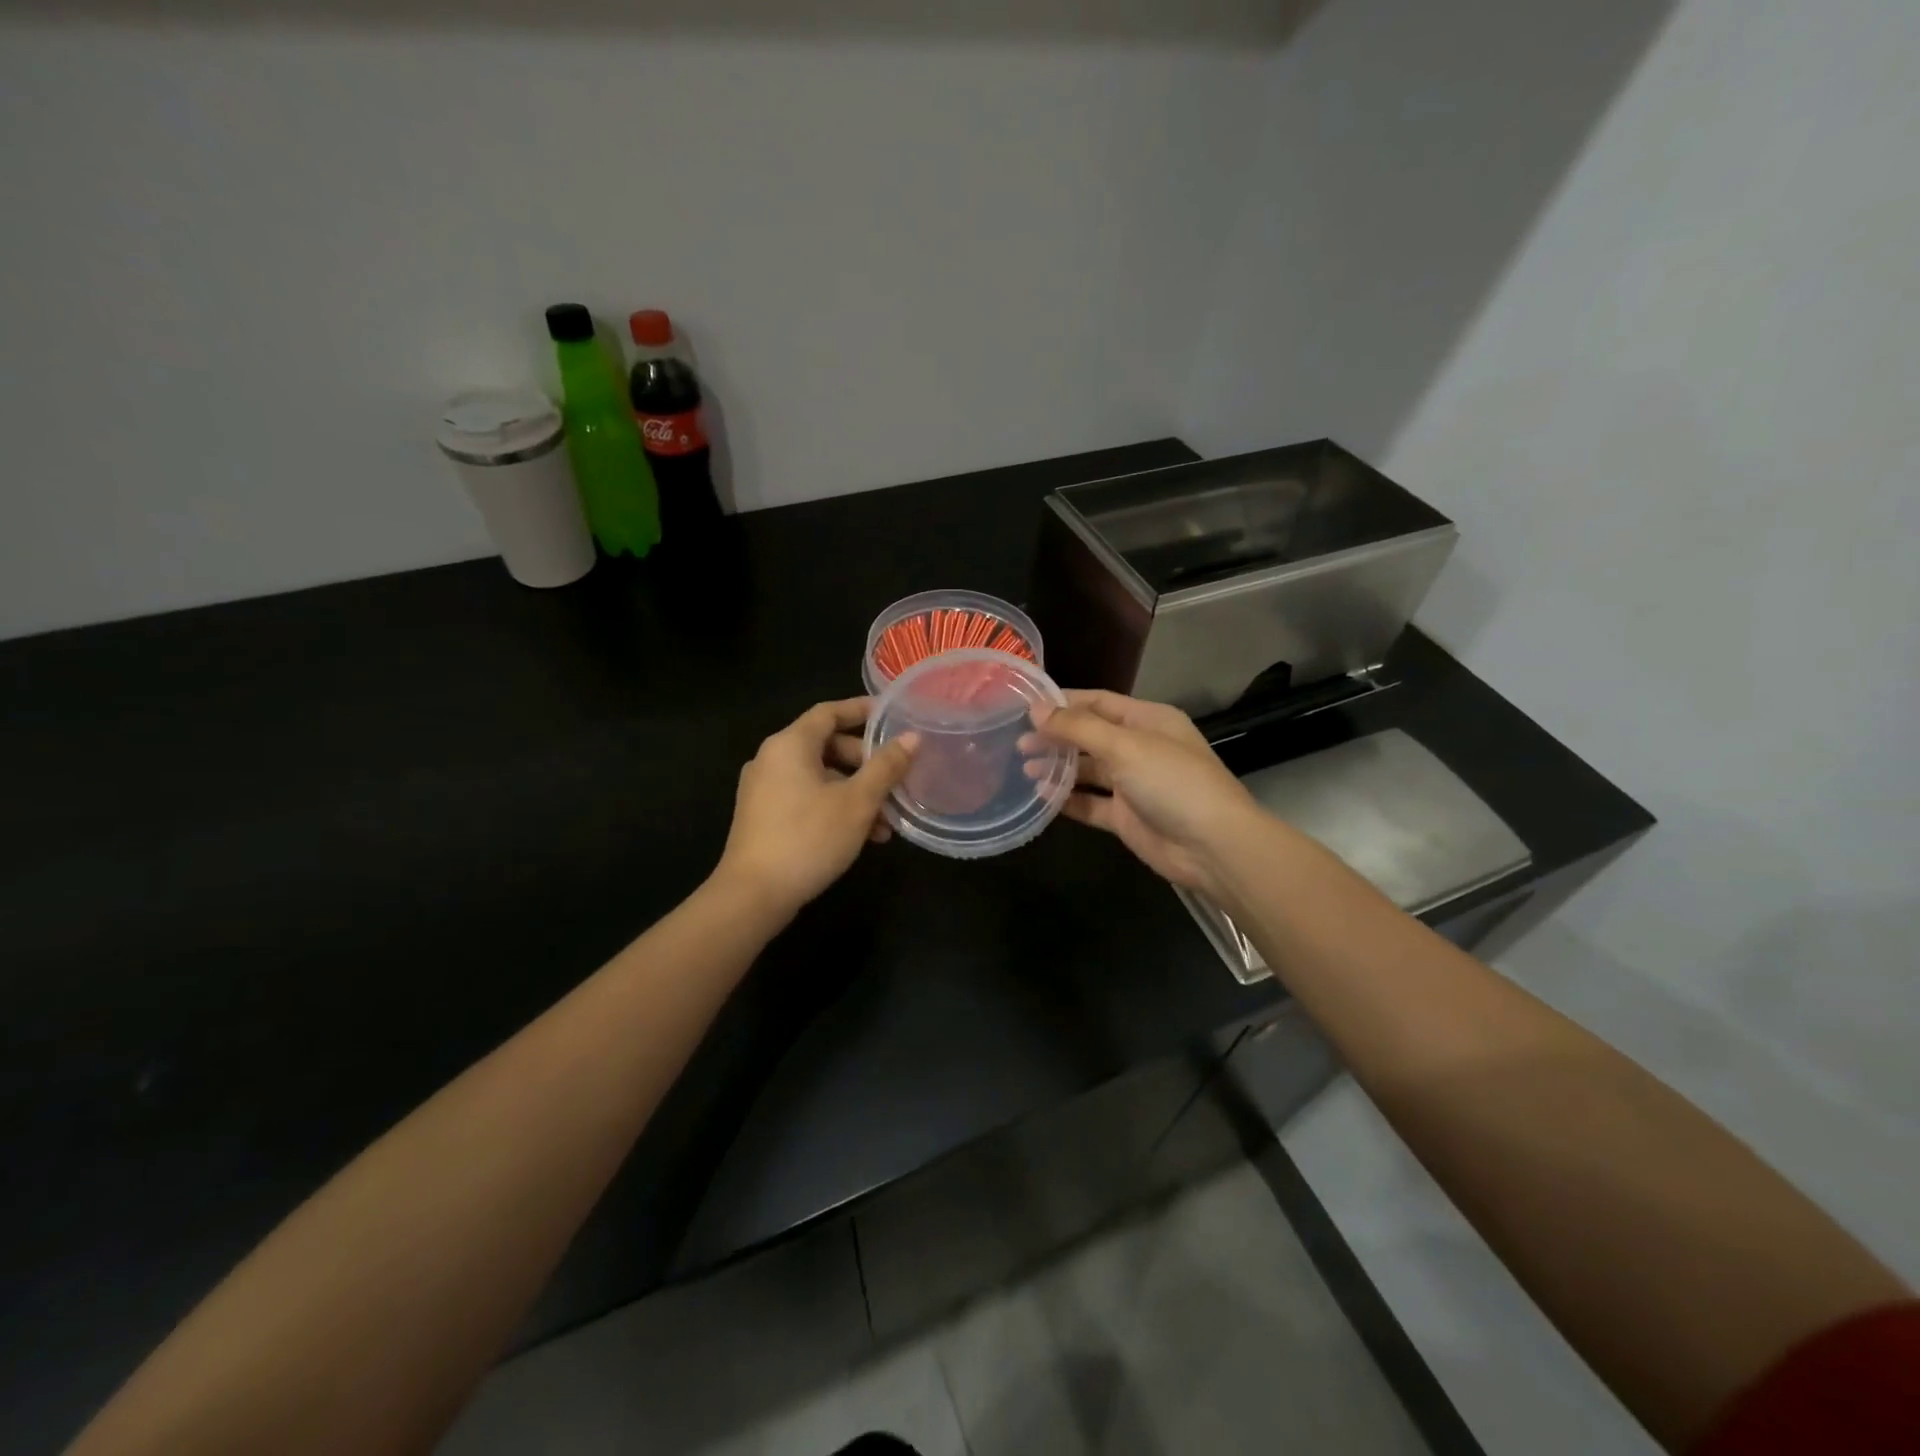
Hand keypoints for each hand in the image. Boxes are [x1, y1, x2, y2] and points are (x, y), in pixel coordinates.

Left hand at [714, 698, 918, 920]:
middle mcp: (772, 759)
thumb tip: (912, 738)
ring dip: (855, 792)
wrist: (753, 895)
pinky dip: (835, 807)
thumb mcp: (857, 802)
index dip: (861, 710)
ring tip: (887, 821)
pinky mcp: (763, 817)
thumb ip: (886, 767)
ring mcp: (764, 789)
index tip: (891, 715)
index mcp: (790, 744)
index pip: (829, 712)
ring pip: (820, 777)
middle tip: (896, 779)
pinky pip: (806, 798)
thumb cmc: (808, 838)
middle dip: (866, 763)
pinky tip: (863, 836)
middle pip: (826, 746)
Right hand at [1030, 690, 1256, 900]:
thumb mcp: (1125, 746)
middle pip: (1089, 736)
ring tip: (1023, 767)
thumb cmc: (1172, 782)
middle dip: (1055, 737)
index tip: (1024, 706)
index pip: (1098, 702)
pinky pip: (1090, 803)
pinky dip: (1067, 799)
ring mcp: (1132, 784)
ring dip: (1057, 767)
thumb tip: (1036, 710)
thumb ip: (1078, 727)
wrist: (1212, 846)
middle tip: (1017, 742)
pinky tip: (1040, 796)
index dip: (1063, 702)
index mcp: (1147, 720)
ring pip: (1087, 770)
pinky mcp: (1126, 817)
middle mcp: (1139, 748)